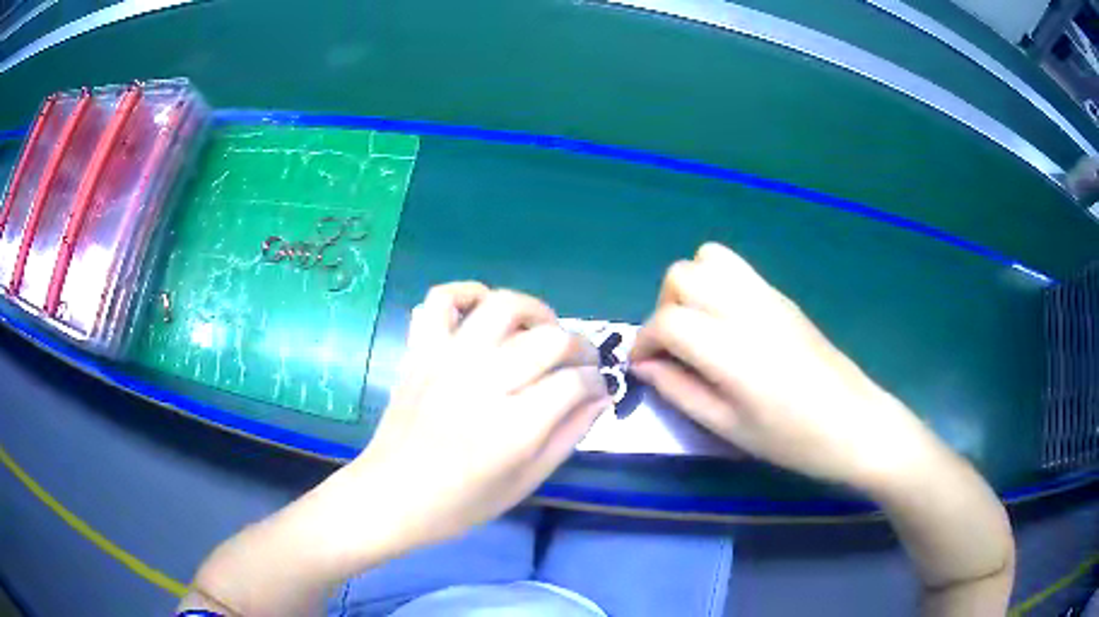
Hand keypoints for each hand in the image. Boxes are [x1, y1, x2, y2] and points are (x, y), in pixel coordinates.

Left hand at [350, 282, 608, 548]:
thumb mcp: (525, 482)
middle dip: (580, 346)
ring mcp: (447, 361)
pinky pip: (440, 299)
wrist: (391, 496)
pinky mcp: (420, 352)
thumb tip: (600, 397)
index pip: (575, 382)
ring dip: (535, 311)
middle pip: (549, 338)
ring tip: (541, 331)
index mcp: (513, 428)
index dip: (596, 381)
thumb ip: (568, 436)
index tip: (596, 389)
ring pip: (503, 306)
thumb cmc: (461, 503)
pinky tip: (483, 312)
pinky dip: (466, 293)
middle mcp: (483, 384)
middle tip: (579, 362)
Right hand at [630, 243, 941, 489]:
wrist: (854, 422)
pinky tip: (727, 324)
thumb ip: (679, 391)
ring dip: (690, 288)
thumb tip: (645, 367)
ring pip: (708, 258)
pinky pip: (736, 269)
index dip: (645, 342)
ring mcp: (767, 295)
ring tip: (698, 327)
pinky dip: (716, 284)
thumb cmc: (792, 439)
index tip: (645, 367)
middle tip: (674, 347)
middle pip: (682, 275)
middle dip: (664, 308)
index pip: (667, 320)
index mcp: (731, 349)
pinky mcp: (782, 296)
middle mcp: (746, 308)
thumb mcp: (728, 428)